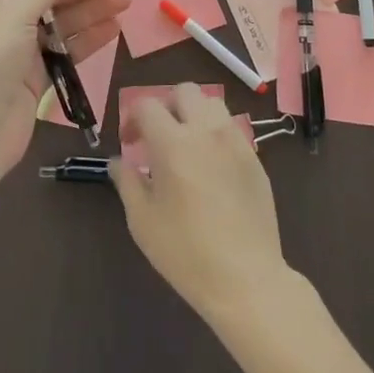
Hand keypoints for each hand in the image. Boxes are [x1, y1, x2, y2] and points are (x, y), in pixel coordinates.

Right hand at [112, 83, 292, 323]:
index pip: (147, 105)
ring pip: (212, 104)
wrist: (246, 280)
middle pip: (184, 91)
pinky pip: (231, 129)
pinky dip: (215, 134)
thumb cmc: (186, 253)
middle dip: (166, 106)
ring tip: (186, 145)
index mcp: (173, 143)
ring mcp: (235, 142)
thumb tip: (118, 161)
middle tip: (158, 135)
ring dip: (194, 115)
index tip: (128, 142)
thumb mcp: (143, 221)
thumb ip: (127, 182)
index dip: (132, 117)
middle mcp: (206, 132)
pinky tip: (211, 166)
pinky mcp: (255, 159)